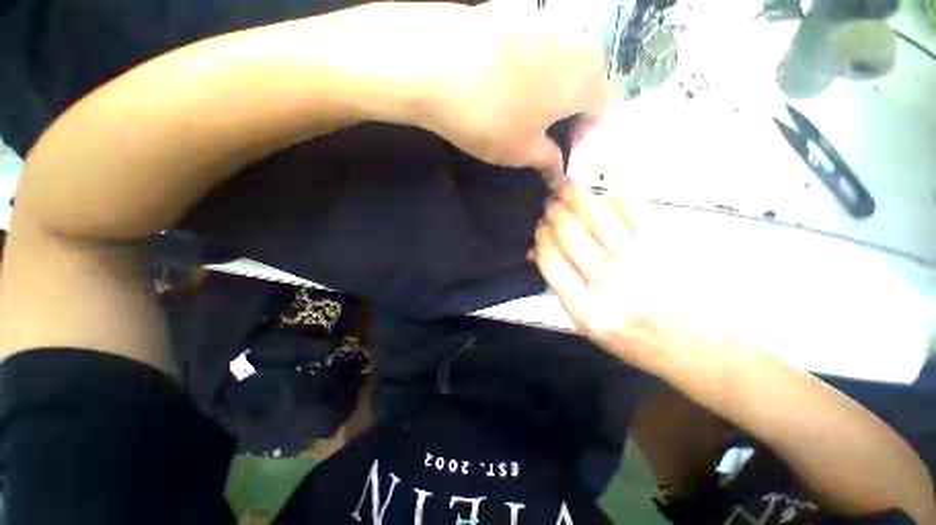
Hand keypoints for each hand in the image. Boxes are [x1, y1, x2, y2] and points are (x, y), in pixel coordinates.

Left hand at [417, 4, 606, 181]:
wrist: (435, 65)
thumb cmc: (491, 119)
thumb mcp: (523, 152)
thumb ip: (548, 160)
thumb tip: (558, 171)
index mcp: (584, 79)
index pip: (599, 109)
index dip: (580, 135)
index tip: (554, 149)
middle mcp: (572, 44)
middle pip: (581, 84)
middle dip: (564, 113)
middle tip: (535, 133)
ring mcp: (540, 24)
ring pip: (555, 66)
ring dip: (543, 93)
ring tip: (514, 111)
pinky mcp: (510, 17)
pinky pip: (529, 51)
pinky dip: (522, 73)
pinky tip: (495, 87)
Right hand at [531, 184, 701, 372]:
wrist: (700, 347)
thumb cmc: (638, 341)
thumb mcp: (590, 326)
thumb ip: (562, 287)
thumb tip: (537, 252)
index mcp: (588, 311)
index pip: (550, 260)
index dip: (540, 236)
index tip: (539, 226)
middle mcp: (612, 285)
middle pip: (569, 233)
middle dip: (553, 211)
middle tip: (549, 202)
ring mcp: (642, 261)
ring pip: (597, 215)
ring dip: (575, 194)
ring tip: (565, 186)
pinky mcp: (668, 245)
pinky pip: (632, 209)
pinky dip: (612, 197)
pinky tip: (602, 196)